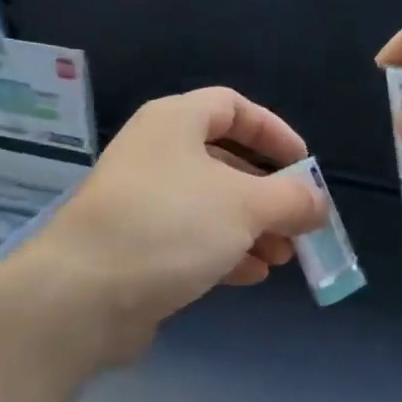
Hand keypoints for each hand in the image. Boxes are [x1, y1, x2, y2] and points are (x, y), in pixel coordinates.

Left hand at [0, 88, 327, 363]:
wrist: (84, 295)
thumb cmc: (170, 227)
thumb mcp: (245, 206)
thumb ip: (291, 199)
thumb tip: (318, 203)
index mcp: (174, 123)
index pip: (232, 107)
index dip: (273, 132)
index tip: (304, 165)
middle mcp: (156, 155)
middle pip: (226, 162)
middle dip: (269, 194)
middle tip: (299, 223)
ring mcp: (143, 203)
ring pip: (212, 206)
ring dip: (253, 229)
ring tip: (284, 257)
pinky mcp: (137, 246)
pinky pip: (192, 239)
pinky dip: (226, 252)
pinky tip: (252, 275)